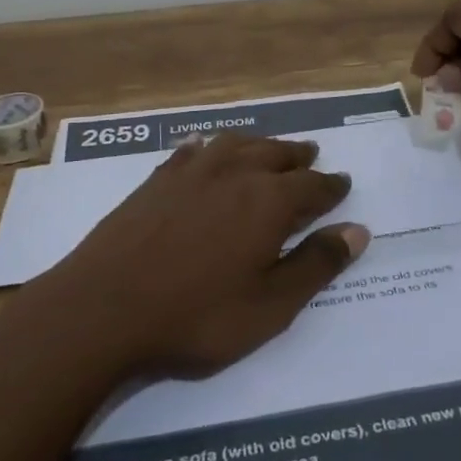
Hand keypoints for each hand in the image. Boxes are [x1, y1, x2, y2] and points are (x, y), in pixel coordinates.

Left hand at [37, 134, 366, 379]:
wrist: (102, 309)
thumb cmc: (195, 316)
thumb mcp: (269, 306)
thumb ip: (315, 265)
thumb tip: (358, 230)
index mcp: (268, 202)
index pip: (313, 186)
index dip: (332, 187)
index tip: (344, 184)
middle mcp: (234, 173)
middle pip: (276, 155)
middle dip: (299, 157)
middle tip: (312, 157)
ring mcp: (191, 172)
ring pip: (236, 144)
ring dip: (260, 145)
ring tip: (270, 149)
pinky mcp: (156, 180)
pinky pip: (191, 151)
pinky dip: (208, 146)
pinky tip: (205, 147)